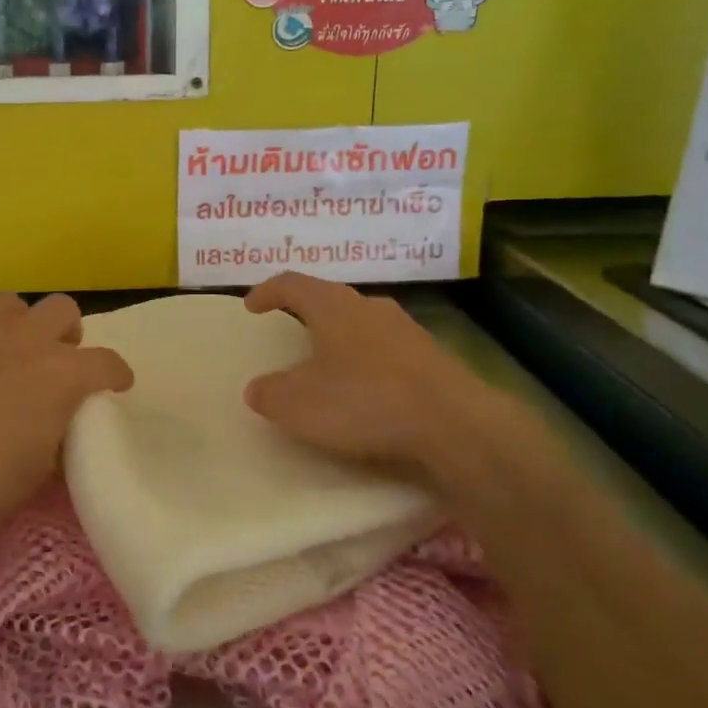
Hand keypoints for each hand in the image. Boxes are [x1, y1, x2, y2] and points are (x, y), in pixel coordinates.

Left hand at [0, 293, 132, 542]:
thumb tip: (52, 433)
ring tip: (11, 357)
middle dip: (68, 332)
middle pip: (63, 309)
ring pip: (11, 305)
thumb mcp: (34, 476)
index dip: (116, 374)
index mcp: (60, 374)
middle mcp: (24, 342)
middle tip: (59, 362)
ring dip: (20, 326)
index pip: (106, 363)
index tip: (117, 386)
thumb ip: (52, 443)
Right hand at [242, 273, 525, 492]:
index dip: (267, 291)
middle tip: (289, 331)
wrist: (455, 424)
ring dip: (341, 339)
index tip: (251, 306)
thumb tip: (258, 388)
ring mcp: (407, 331)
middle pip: (330, 299)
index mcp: (333, 306)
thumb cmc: (365, 401)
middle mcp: (370, 307)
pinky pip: (389, 352)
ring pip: (363, 324)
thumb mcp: (298, 405)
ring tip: (328, 364)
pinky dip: (369, 364)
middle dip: (307, 313)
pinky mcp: (433, 359)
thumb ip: (270, 393)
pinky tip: (368, 392)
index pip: (292, 283)